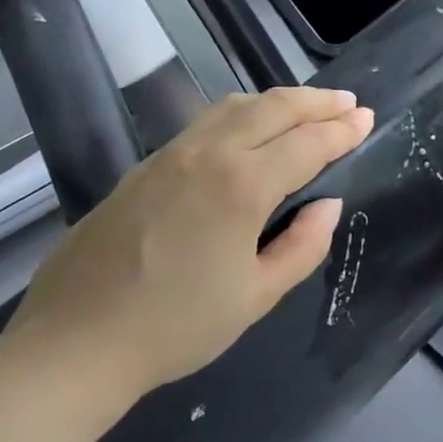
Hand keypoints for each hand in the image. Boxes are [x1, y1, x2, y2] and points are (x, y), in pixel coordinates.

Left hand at [9, 88, 374, 397]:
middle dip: (316, 101)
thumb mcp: (255, 296)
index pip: (307, 144)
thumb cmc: (175, 327)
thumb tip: (327, 205)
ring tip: (306, 109)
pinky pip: (206, 121)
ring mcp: (171, 154)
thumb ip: (302, 246)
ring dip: (278, 101)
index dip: (342, 130)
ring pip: (234, 106)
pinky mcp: (145, 164)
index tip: (367, 119)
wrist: (76, 340)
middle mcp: (208, 154)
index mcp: (242, 186)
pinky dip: (242, 113)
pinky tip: (250, 131)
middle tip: (347, 103)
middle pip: (273, 108)